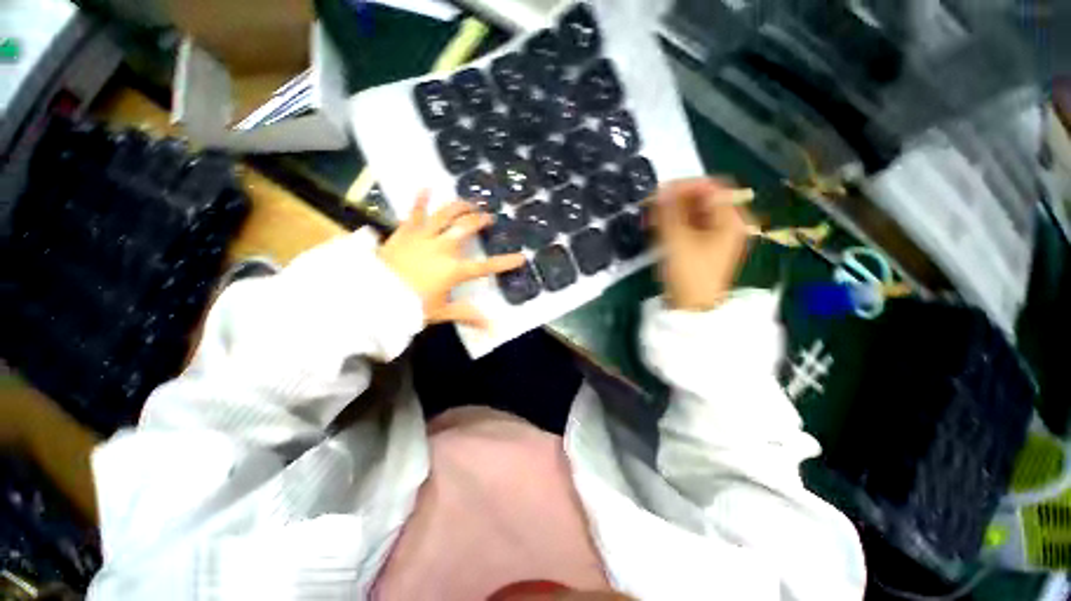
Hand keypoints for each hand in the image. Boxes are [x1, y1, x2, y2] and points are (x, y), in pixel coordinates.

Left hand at [378, 192, 524, 328]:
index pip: (486, 267)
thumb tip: (493, 328)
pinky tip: (426, 186)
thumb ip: (468, 316)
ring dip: (460, 207)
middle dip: (480, 221)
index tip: (521, 257)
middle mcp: (443, 249)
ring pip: (446, 216)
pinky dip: (420, 199)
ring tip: (470, 202)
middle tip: (489, 217)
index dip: (505, 262)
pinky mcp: (405, 232)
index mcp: (454, 270)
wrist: (372, 296)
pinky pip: (414, 213)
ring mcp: (424, 237)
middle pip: (467, 229)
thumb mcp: (441, 312)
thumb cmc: (409, 305)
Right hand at [653, 178, 749, 310]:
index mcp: (730, 219)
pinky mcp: (703, 245)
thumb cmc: (689, 274)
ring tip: (651, 216)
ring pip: (693, 212)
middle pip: (702, 199)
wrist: (692, 307)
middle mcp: (727, 223)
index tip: (661, 191)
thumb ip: (668, 213)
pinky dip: (674, 222)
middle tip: (652, 204)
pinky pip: (689, 225)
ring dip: (672, 211)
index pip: (711, 187)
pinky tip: (658, 226)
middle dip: (676, 199)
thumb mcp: (677, 241)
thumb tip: (660, 190)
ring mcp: (715, 235)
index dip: (685, 185)